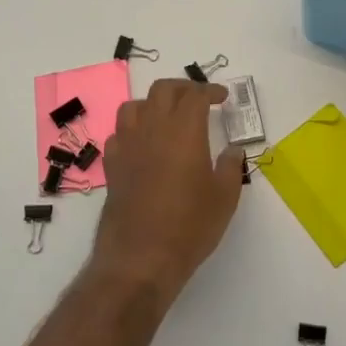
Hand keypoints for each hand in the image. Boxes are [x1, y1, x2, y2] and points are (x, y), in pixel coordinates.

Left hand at [95, 78, 243, 298]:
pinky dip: (133, 129)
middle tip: (198, 98)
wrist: (140, 258)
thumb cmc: (189, 226)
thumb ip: (231, 167)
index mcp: (184, 131)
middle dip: (183, 88)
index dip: (210, 90)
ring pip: (134, 106)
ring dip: (153, 103)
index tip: (222, 97)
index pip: (195, 95)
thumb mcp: (224, 198)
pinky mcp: (112, 166)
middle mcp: (152, 130)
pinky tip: (143, 144)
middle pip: (163, 90)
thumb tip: (232, 150)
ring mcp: (127, 146)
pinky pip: (119, 133)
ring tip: (167, 116)